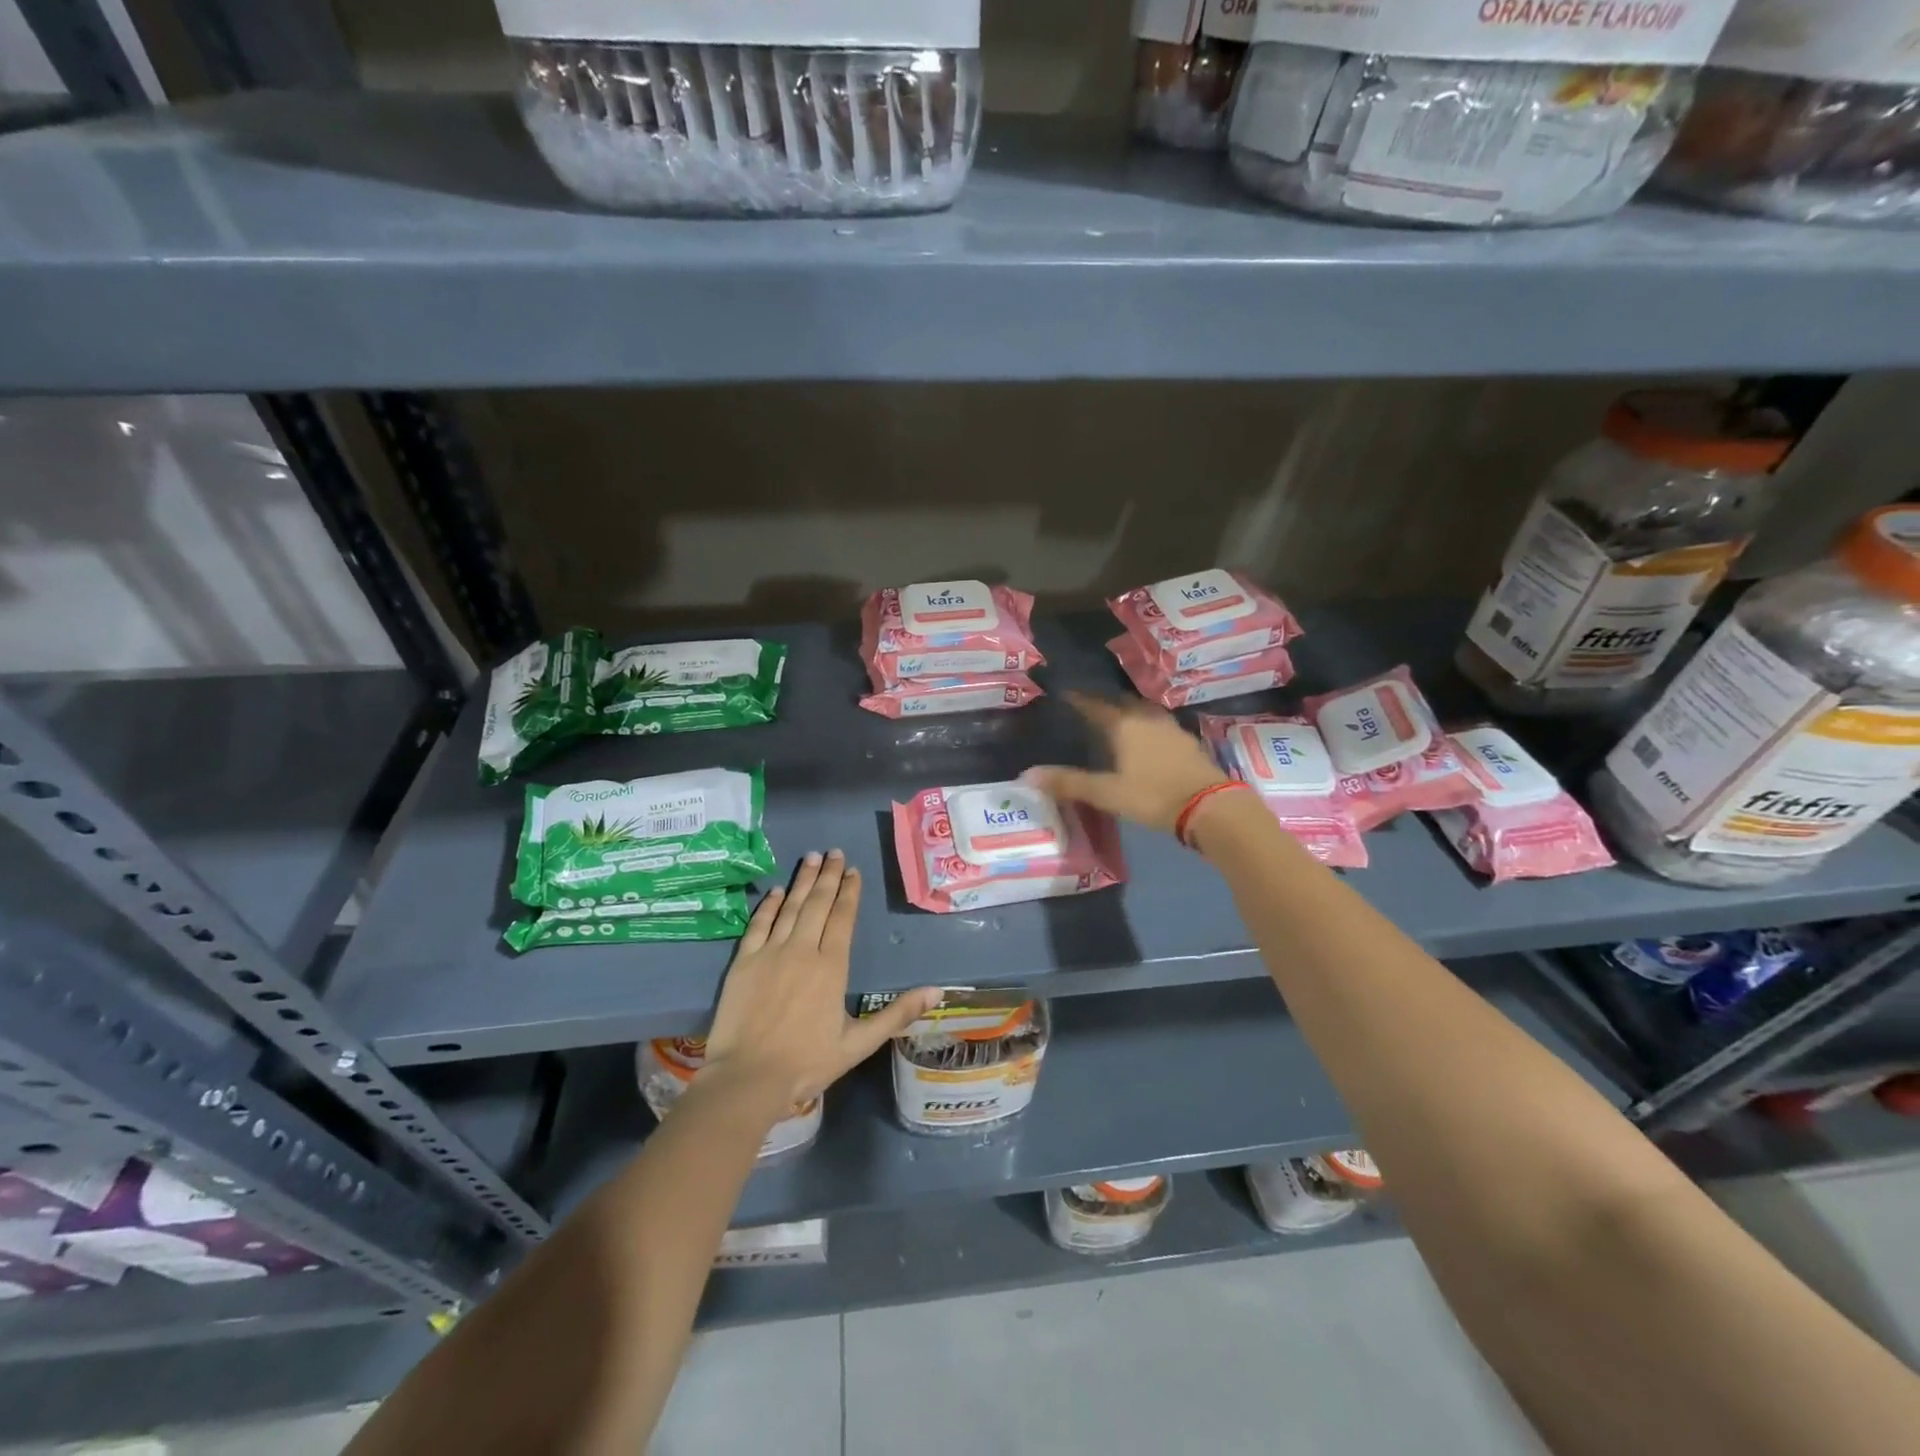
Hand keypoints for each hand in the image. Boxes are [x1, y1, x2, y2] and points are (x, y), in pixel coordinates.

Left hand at [702, 850, 938, 1114]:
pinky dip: (768, 906)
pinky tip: (776, 891)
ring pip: (790, 907)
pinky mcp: (743, 962)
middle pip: (818, 904)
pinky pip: (758, 925)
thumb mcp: (859, 1043)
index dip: (849, 892)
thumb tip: (937, 992)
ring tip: (812, 857)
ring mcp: (770, 953)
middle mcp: (802, 950)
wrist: (748, 1079)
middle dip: (829, 876)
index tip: (853, 870)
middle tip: (835, 852)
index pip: (843, 918)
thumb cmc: (807, 1063)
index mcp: (832, 967)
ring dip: (802, 881)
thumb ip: (897, 1014)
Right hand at [1025, 692, 1226, 834]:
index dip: (1078, 699)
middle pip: (1120, 702)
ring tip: (1115, 717)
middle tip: (1088, 705)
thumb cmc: (1153, 796)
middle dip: (1103, 701)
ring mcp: (1170, 727)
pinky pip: (1159, 723)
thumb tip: (1027, 775)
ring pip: (1142, 710)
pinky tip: (1145, 736)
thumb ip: (1069, 783)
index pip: (1094, 705)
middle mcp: (1146, 718)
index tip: (1064, 693)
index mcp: (1123, 725)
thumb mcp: (1107, 793)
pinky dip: (1145, 724)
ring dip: (1127, 710)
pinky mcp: (1186, 741)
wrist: (1209, 806)